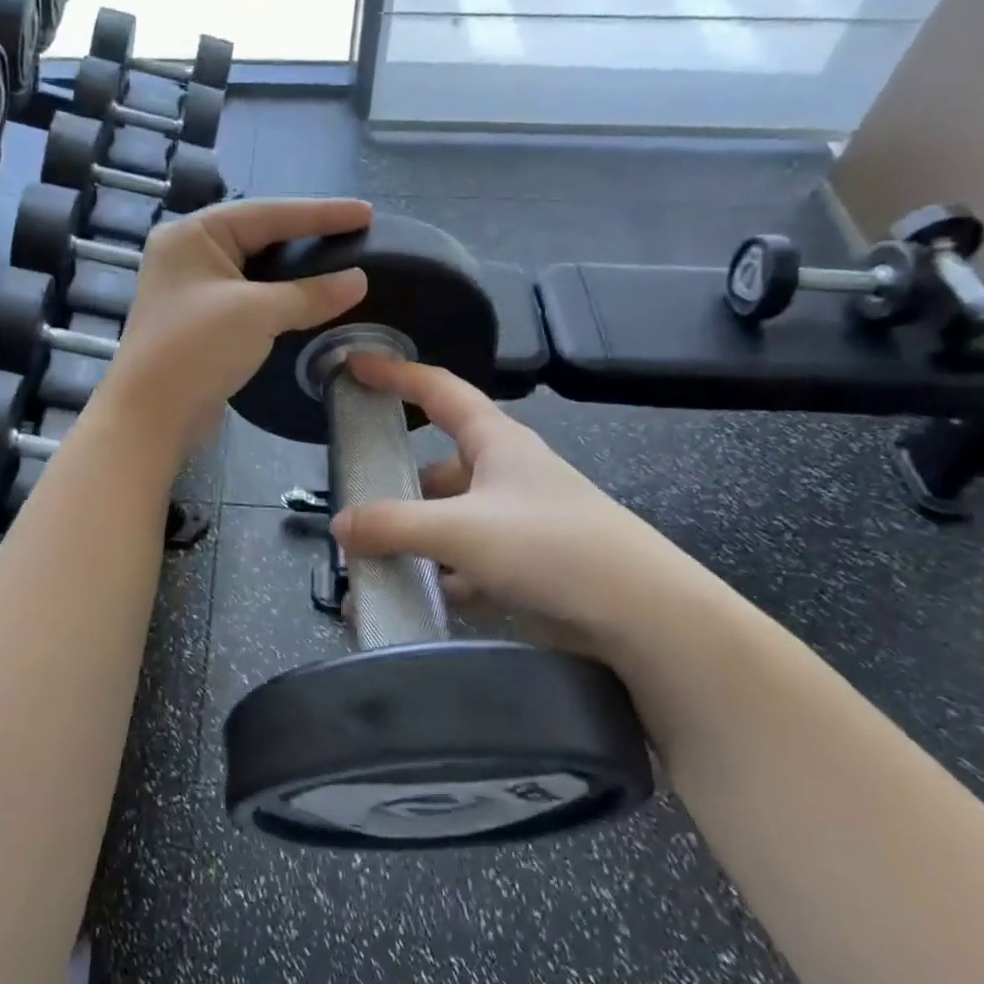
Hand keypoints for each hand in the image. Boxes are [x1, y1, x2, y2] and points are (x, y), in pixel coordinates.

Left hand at [100, 197, 372, 456]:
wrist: (150, 417)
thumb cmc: (197, 349)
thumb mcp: (258, 313)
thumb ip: (310, 293)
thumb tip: (359, 281)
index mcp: (194, 234)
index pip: (268, 213)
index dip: (321, 213)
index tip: (366, 212)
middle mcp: (189, 254)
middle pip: (260, 237)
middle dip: (308, 238)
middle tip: (358, 236)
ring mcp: (192, 290)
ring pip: (256, 271)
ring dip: (296, 273)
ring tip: (342, 265)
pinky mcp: (201, 323)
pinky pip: (249, 299)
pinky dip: (280, 299)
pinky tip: (310, 302)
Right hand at [329, 352, 698, 641]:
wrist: (643, 616)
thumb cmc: (553, 546)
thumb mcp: (463, 529)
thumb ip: (394, 525)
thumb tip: (339, 524)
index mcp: (496, 442)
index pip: (438, 390)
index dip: (395, 373)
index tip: (353, 366)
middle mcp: (504, 474)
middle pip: (436, 466)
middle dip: (395, 483)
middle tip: (351, 501)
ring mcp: (514, 521)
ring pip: (448, 518)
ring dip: (411, 538)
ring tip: (367, 562)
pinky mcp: (523, 565)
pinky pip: (463, 561)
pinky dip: (434, 575)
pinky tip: (406, 596)